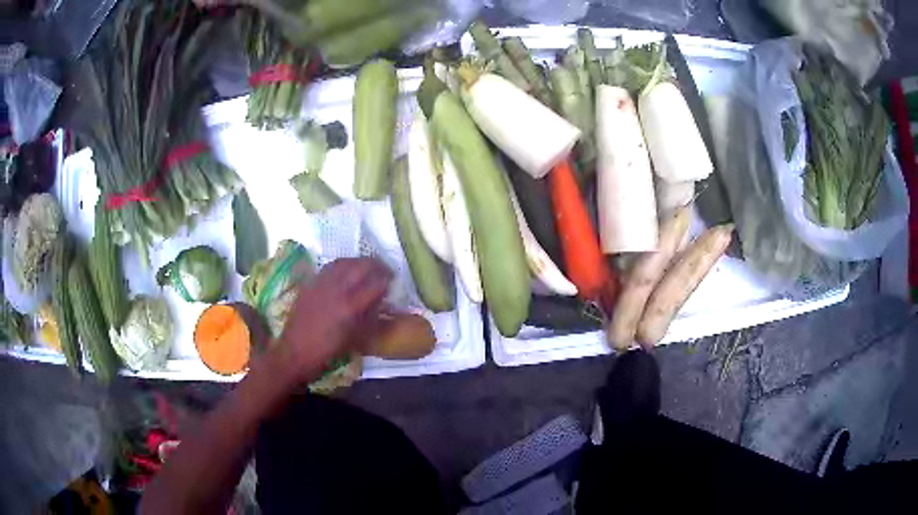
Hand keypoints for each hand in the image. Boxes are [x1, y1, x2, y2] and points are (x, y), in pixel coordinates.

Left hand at [271, 257, 391, 384]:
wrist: (295, 352)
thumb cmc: (328, 351)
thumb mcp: (355, 339)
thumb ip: (370, 318)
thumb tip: (383, 304)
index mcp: (351, 307)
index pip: (376, 285)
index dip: (388, 282)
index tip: (394, 283)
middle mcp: (338, 289)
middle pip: (362, 266)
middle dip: (378, 266)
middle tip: (385, 272)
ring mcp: (323, 283)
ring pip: (346, 261)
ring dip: (360, 262)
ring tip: (368, 267)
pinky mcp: (311, 283)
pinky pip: (330, 266)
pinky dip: (343, 264)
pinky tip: (346, 270)